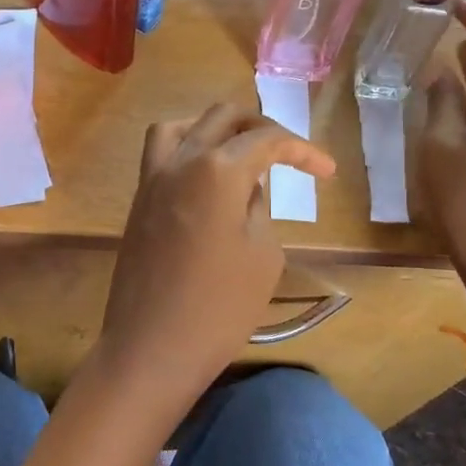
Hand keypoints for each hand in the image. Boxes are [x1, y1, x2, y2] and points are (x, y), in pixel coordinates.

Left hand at [95, 104, 335, 408]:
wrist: (151, 348)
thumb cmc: (219, 308)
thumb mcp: (262, 255)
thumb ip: (258, 208)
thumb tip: (246, 187)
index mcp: (216, 169)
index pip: (266, 139)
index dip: (303, 150)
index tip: (327, 171)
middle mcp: (179, 161)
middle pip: (222, 117)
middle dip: (260, 126)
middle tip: (287, 153)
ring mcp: (151, 180)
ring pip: (181, 127)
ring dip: (215, 130)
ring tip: (240, 154)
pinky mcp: (138, 203)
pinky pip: (161, 154)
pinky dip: (188, 150)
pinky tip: (208, 180)